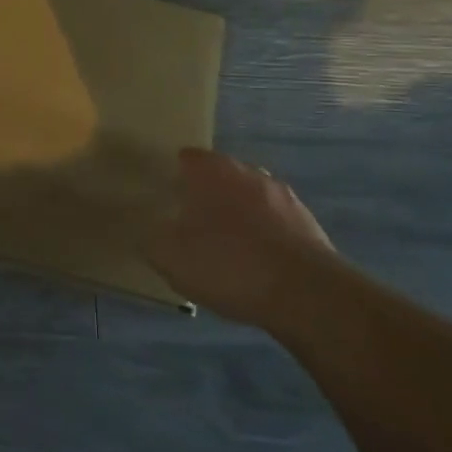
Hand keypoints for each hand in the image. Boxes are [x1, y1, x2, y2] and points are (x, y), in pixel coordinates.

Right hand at [147, 149, 334, 325]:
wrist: (306, 294)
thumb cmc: (229, 265)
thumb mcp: (170, 258)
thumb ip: (151, 238)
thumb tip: (145, 230)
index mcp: (210, 170)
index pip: (186, 157)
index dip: (174, 175)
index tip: (166, 196)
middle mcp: (246, 171)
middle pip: (219, 175)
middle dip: (207, 193)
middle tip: (192, 223)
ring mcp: (281, 194)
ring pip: (249, 196)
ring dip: (238, 213)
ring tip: (227, 247)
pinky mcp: (307, 222)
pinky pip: (275, 221)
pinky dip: (264, 234)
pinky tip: (258, 263)